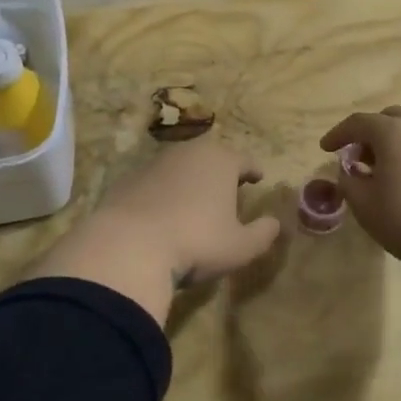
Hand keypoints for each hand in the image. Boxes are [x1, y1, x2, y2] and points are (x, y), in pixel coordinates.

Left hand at [31, 137, 281, 323]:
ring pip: (180, 167)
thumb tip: (275, 223)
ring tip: (195, 200)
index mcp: (221, 161)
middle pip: (211, 157)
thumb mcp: (240, 247)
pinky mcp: (126, 180)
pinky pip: (154, 183)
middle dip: (221, 170)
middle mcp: (188, 153)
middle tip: (228, 188)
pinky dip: (162, 192)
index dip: (254, 170)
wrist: (127, 247)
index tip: (258, 177)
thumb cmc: (196, 243)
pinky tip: (162, 214)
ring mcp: (154, 164)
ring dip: (190, 180)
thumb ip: (263, 233)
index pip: (245, 160)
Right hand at [319, 107, 400, 276]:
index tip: (325, 149)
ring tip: (381, 169)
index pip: (358, 123)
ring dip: (392, 142)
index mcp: (394, 132)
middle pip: (388, 119)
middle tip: (356, 158)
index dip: (338, 134)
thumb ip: (349, 180)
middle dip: (368, 134)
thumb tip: (350, 170)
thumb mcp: (364, 205)